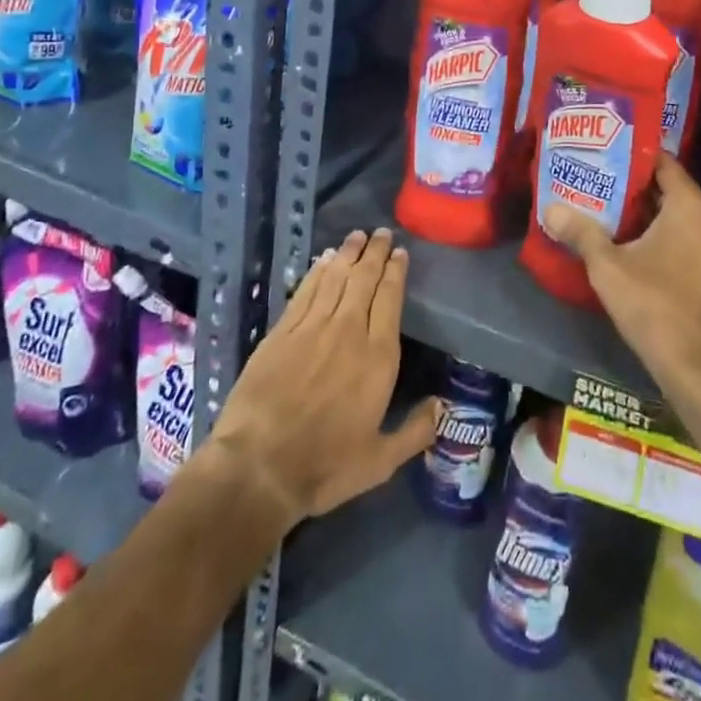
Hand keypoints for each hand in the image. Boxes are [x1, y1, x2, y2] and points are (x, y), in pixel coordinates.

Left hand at [206, 228, 438, 526]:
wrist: (258, 467)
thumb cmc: (324, 466)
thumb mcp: (379, 461)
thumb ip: (415, 431)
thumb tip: (442, 406)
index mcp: (378, 356)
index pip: (390, 298)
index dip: (396, 271)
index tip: (400, 254)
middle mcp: (349, 330)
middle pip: (365, 278)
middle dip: (375, 252)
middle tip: (382, 233)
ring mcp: (312, 327)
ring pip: (336, 277)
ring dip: (349, 253)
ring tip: (357, 235)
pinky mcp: (282, 331)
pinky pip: (306, 290)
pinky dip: (318, 271)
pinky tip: (324, 260)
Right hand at [542, 152, 700, 402]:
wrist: (698, 367)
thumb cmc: (654, 305)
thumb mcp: (608, 267)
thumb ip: (581, 233)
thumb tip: (550, 209)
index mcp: (692, 205)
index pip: (663, 162)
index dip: (633, 155)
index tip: (605, 152)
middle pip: (671, 188)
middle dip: (636, 185)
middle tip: (600, 181)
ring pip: (681, 214)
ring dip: (650, 212)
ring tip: (611, 209)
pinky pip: (691, 235)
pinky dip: (667, 232)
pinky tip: (636, 242)